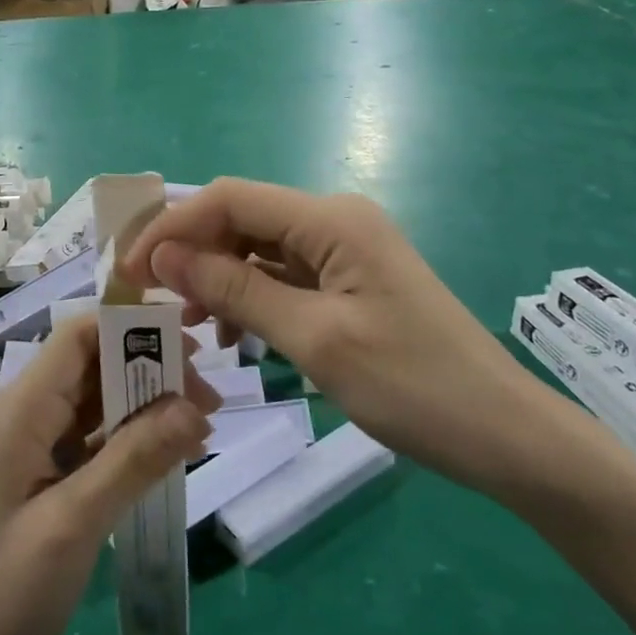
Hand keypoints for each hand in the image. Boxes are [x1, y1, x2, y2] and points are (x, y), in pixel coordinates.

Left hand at [0, 316, 217, 634]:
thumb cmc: (5, 593)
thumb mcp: (75, 523)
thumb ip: (135, 459)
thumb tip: (195, 408)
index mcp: (21, 409)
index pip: (78, 336)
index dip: (132, 328)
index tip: (191, 346)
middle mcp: (25, 412)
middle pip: (93, 364)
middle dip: (150, 370)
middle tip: (209, 400)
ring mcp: (33, 443)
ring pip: (97, 400)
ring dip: (147, 405)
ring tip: (202, 425)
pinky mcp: (43, 473)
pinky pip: (93, 437)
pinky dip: (131, 439)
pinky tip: (170, 454)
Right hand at [120, 179, 576, 494]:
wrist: (504, 435)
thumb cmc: (412, 386)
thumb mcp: (314, 339)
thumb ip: (236, 290)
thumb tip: (164, 257)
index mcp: (330, 219)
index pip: (229, 199)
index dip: (173, 228)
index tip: (130, 273)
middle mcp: (335, 220)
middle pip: (242, 218)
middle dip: (192, 254)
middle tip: (154, 305)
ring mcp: (344, 249)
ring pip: (258, 248)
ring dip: (218, 278)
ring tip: (193, 326)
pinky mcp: (349, 279)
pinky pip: (284, 274)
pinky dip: (251, 296)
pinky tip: (235, 333)